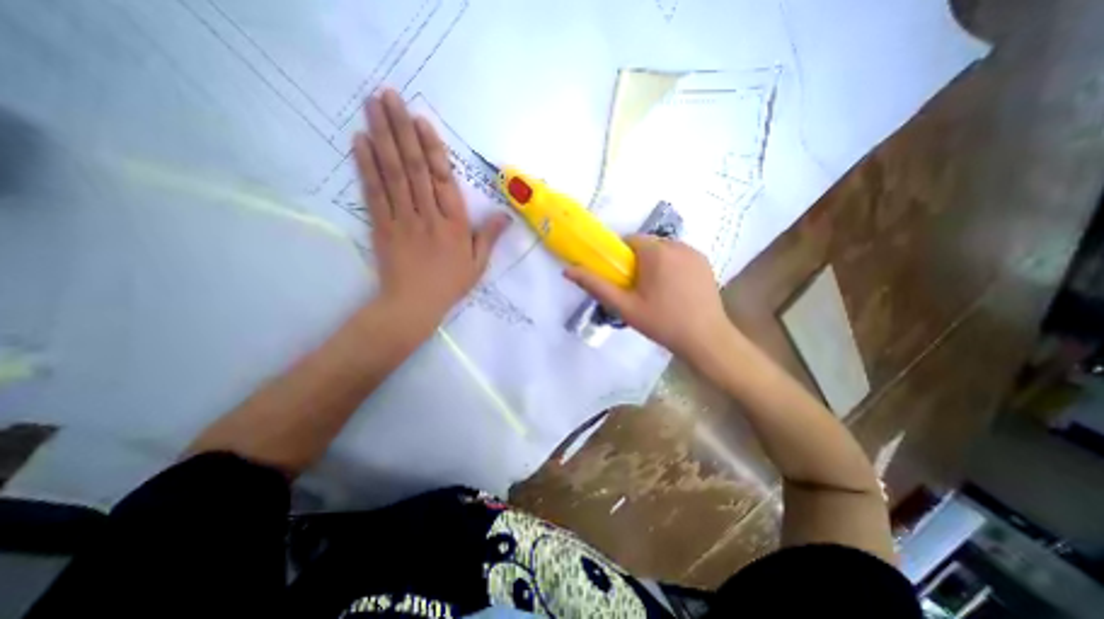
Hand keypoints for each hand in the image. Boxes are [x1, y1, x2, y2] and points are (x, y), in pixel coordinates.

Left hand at [352, 88, 507, 331]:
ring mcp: (402, 218)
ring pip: (392, 173)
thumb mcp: (478, 264)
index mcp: (454, 224)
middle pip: (413, 168)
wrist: (413, 305)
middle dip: (401, 130)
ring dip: (382, 137)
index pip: (443, 180)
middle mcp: (428, 215)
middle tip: (389, 95)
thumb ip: (489, 237)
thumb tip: (506, 215)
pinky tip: (360, 141)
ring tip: (372, 106)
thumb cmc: (450, 284)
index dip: (431, 149)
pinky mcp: (381, 225)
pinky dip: (366, 166)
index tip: (421, 121)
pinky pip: (374, 192)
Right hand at [565, 237, 734, 362]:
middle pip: (647, 244)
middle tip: (638, 289)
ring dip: (656, 263)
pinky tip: (675, 290)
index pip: (630, 240)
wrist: (705, 338)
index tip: (623, 278)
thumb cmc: (662, 322)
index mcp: (655, 252)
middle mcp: (676, 244)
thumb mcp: (624, 306)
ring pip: (664, 250)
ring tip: (657, 291)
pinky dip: (672, 266)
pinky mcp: (705, 262)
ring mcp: (694, 252)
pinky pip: (680, 256)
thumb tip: (568, 270)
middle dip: (639, 261)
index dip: (622, 257)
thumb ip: (596, 285)